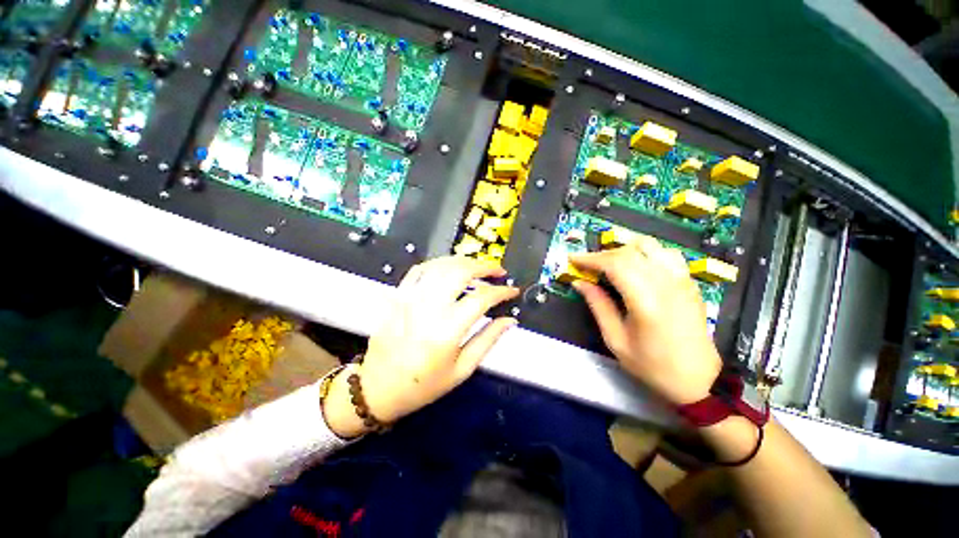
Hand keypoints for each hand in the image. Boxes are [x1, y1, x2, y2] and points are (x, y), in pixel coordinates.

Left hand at [324, 256, 518, 436]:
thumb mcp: (462, 369)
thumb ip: (488, 340)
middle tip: (498, 271)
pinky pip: (420, 269)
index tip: (512, 291)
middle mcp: (428, 308)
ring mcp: (410, 298)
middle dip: (484, 266)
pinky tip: (450, 268)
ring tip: (478, 268)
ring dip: (464, 261)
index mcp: (447, 330)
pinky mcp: (398, 295)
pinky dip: (439, 263)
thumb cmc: (424, 385)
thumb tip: (509, 320)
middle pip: (460, 272)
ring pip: (441, 265)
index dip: (501, 291)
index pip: (481, 299)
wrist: (378, 388)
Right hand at [569, 235, 721, 404]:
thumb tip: (579, 282)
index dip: (590, 258)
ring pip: (650, 246)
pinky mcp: (689, 283)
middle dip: (603, 254)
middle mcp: (665, 284)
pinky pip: (666, 253)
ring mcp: (681, 280)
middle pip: (629, 252)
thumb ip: (598, 306)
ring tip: (610, 262)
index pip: (615, 264)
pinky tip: (637, 265)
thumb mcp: (616, 340)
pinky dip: (646, 252)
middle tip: (588, 265)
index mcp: (645, 301)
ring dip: (625, 249)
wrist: (698, 380)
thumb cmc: (652, 365)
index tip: (573, 260)